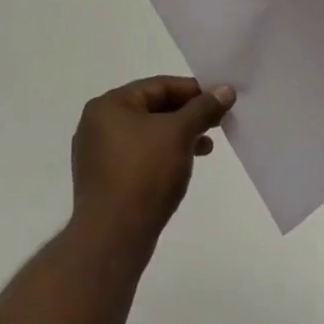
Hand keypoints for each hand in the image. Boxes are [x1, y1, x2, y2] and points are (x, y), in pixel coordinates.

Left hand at [71, 76, 234, 251]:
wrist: (113, 237)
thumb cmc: (144, 173)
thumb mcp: (180, 133)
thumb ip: (203, 108)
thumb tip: (226, 90)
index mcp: (108, 106)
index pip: (158, 86)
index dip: (193, 90)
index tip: (220, 100)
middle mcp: (97, 125)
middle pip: (153, 108)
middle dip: (188, 114)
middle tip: (218, 122)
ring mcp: (99, 155)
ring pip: (149, 133)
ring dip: (180, 135)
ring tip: (207, 146)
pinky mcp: (105, 180)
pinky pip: (140, 155)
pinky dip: (164, 154)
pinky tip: (185, 164)